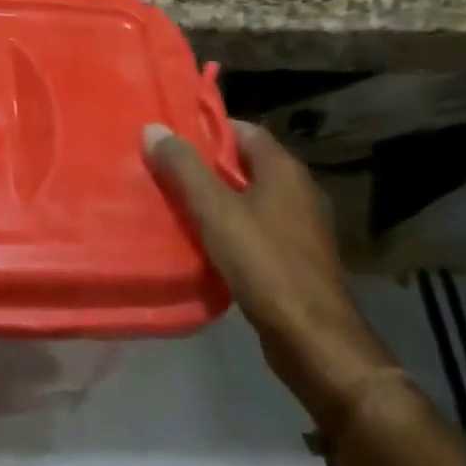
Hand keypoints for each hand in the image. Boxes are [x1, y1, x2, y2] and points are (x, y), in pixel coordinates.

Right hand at [144, 118, 396, 425]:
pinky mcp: (293, 256)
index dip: (207, 130)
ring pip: (248, 198)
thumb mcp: (215, 211)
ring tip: (172, 201)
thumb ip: (184, 168)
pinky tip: (200, 239)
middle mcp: (297, 191)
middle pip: (244, 164)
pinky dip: (227, 226)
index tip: (170, 136)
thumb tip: (153, 128)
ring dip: (214, 198)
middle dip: (204, 165)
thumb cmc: (264, 263)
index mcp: (284, 171)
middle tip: (162, 168)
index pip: (244, 130)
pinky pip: (254, 227)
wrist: (312, 337)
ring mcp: (298, 226)